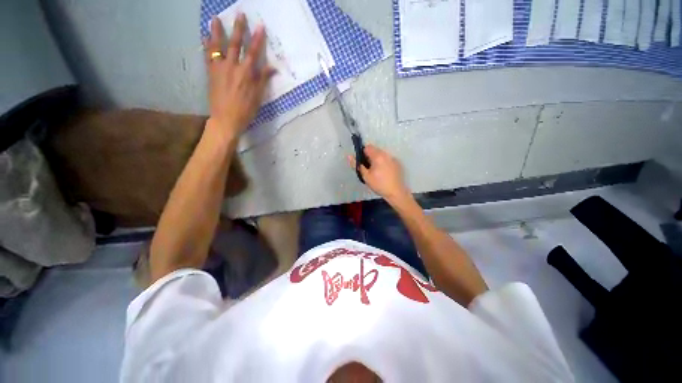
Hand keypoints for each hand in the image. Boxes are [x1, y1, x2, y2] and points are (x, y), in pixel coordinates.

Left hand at [204, 15, 275, 137]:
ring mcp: (219, 68)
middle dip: (239, 28)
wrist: (226, 119)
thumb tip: (273, 68)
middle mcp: (232, 66)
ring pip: (218, 46)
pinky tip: (205, 37)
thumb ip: (263, 80)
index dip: (258, 39)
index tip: (260, 26)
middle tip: (240, 14)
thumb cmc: (245, 110)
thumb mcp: (258, 97)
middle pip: (236, 44)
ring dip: (217, 31)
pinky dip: (207, 45)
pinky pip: (208, 56)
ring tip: (215, 19)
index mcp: (246, 73)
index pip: (254, 53)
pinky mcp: (211, 73)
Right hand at [348, 144, 410, 202]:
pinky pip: (387, 159)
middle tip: (369, 169)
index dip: (363, 154)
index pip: (368, 147)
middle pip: (375, 150)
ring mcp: (393, 158)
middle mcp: (386, 154)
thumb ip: (357, 165)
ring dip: (377, 160)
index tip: (363, 163)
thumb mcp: (365, 176)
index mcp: (378, 156)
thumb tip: (349, 156)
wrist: (395, 192)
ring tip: (377, 172)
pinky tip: (384, 173)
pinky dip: (384, 163)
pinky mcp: (397, 163)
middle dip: (370, 157)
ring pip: (381, 155)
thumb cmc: (379, 184)